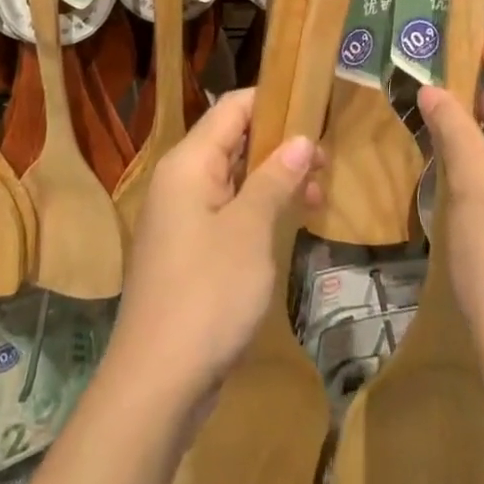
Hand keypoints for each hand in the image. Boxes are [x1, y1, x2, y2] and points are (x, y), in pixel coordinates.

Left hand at [108, 89, 323, 410]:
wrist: (157, 383)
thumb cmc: (208, 294)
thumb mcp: (251, 230)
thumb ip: (275, 178)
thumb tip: (301, 139)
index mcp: (189, 163)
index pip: (232, 108)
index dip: (274, 100)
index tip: (316, 107)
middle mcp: (180, 181)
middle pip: (234, 140)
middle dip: (281, 144)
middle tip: (326, 161)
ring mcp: (182, 217)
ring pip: (234, 177)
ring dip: (274, 179)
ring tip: (318, 194)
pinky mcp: (188, 250)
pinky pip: (227, 210)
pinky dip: (258, 208)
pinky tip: (289, 222)